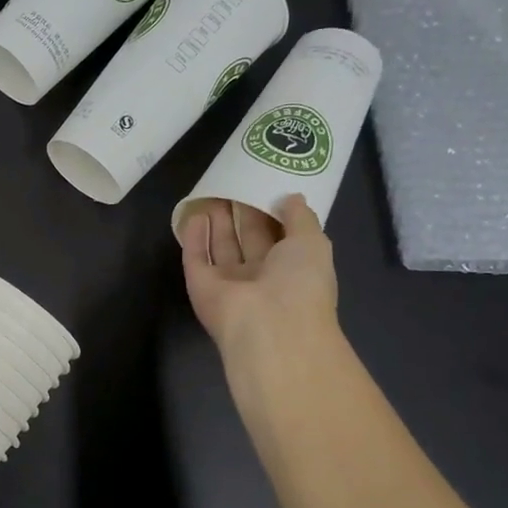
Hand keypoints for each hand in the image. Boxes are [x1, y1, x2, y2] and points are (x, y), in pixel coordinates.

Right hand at [179, 195, 339, 368]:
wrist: (269, 326)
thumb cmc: (300, 283)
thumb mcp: (313, 242)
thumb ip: (301, 217)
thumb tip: (291, 197)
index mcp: (291, 270)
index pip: (280, 237)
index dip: (272, 212)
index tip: (264, 184)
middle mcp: (259, 278)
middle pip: (247, 240)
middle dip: (242, 212)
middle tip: (235, 181)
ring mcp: (228, 284)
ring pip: (220, 247)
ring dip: (217, 221)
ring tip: (213, 190)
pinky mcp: (201, 286)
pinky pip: (196, 258)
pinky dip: (194, 237)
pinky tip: (195, 213)